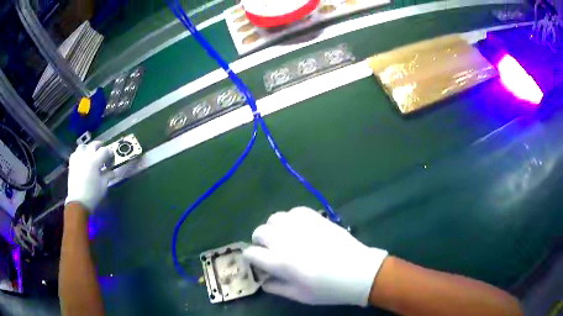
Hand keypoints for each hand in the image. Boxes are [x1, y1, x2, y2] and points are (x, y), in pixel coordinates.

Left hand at [65, 141, 113, 211]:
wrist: (78, 203)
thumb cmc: (92, 195)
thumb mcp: (103, 186)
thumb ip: (108, 176)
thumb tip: (112, 172)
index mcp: (95, 161)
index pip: (104, 150)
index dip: (110, 152)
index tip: (112, 157)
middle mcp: (86, 156)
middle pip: (94, 145)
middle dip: (100, 146)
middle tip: (103, 152)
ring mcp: (77, 159)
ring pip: (83, 146)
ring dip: (88, 148)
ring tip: (91, 154)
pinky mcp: (72, 164)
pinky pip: (76, 153)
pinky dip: (80, 153)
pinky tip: (82, 159)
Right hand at [243, 207, 387, 305]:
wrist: (360, 272)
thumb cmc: (329, 289)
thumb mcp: (300, 296)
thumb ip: (277, 288)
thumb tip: (263, 280)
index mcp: (281, 262)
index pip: (251, 253)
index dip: (251, 258)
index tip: (258, 262)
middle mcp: (286, 240)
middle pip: (259, 232)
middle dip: (260, 241)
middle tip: (270, 250)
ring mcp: (302, 226)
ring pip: (274, 218)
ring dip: (274, 228)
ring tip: (284, 237)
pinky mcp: (316, 217)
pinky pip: (294, 211)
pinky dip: (291, 219)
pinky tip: (299, 229)